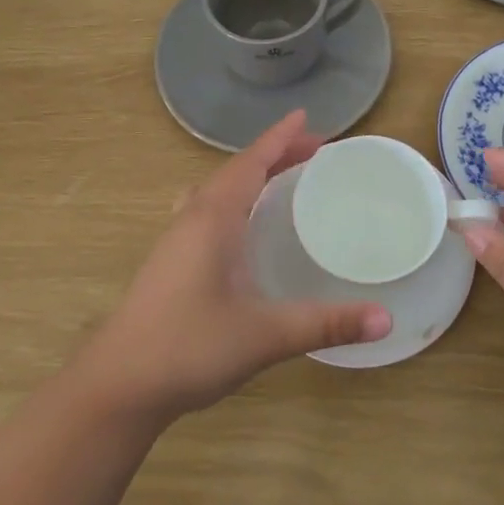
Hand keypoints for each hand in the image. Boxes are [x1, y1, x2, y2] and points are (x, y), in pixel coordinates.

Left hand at [75, 111, 391, 422]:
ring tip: (283, 179)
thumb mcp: (264, 335)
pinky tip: (243, 228)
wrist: (117, 387)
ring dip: (251, 177)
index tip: (307, 117)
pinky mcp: (170, 263)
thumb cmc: (188, 348)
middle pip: (236, 171)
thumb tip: (386, 319)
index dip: (279, 138)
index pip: (250, 162)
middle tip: (314, 153)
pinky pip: (207, 212)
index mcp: (213, 219)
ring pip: (217, 191)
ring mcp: (176, 241)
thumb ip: (326, 324)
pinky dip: (235, 201)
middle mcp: (192, 219)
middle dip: (274, 155)